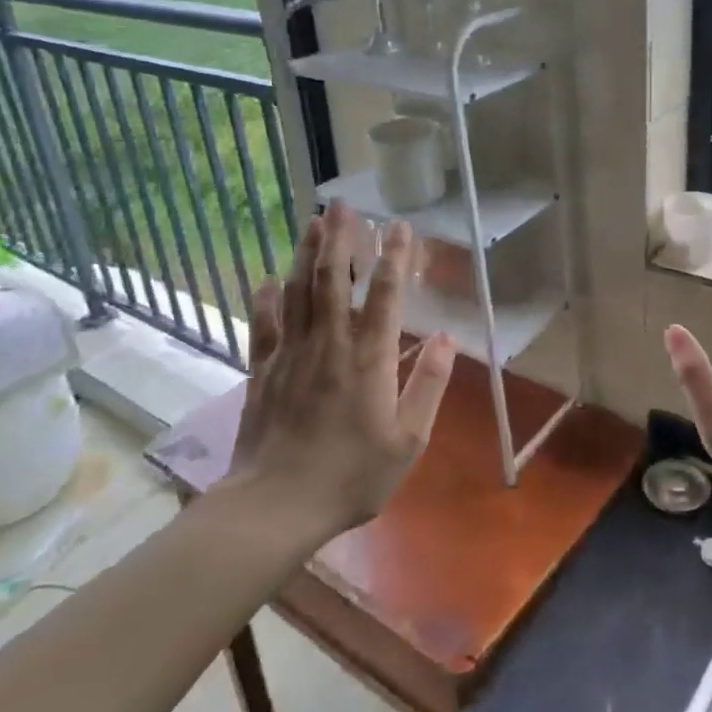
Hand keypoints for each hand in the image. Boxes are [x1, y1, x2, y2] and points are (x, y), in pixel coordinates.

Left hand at [219, 203, 455, 538]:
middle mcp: (330, 344)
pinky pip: (263, 326)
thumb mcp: (409, 440)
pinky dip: (264, 300)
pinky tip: (264, 279)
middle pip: (332, 279)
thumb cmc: (351, 475)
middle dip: (340, 238)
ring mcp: (291, 354)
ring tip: (313, 222)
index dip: (395, 257)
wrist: (276, 506)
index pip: (385, 294)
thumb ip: (429, 384)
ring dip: (306, 254)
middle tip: (342, 205)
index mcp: (369, 358)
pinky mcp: (262, 371)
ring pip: (297, 292)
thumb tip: (448, 338)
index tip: (400, 226)